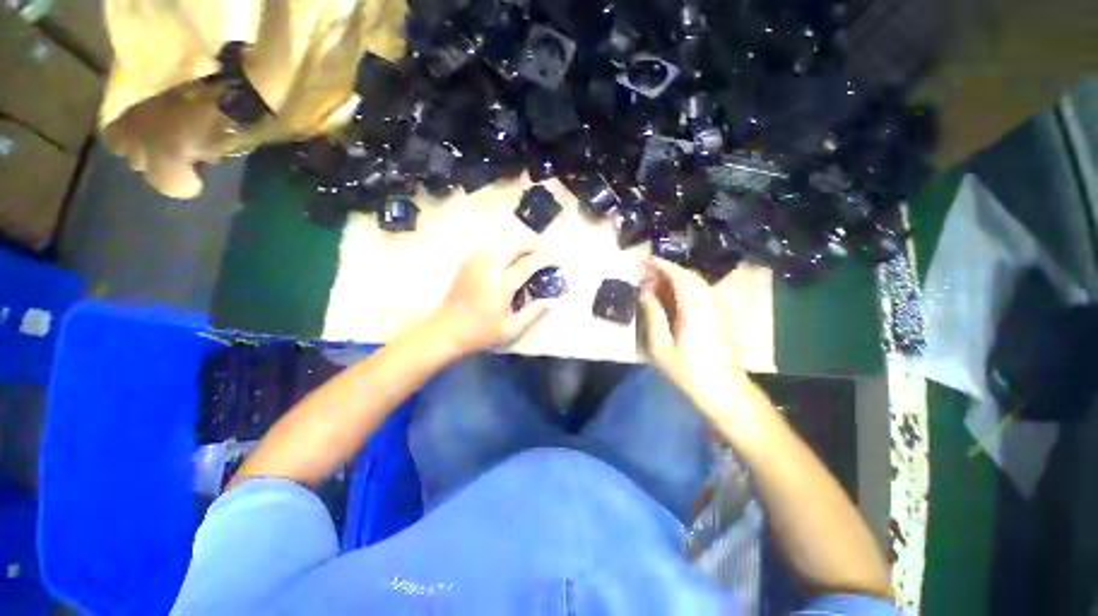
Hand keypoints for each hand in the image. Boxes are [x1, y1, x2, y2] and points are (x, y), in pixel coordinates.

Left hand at [428, 239, 556, 355]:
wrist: (447, 330)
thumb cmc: (481, 332)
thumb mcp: (511, 329)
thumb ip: (534, 313)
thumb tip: (553, 302)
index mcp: (501, 286)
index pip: (527, 264)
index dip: (544, 258)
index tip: (556, 259)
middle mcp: (488, 269)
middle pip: (513, 245)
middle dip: (532, 243)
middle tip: (543, 249)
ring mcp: (475, 263)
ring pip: (499, 241)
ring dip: (517, 241)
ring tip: (528, 247)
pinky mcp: (466, 263)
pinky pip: (486, 244)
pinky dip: (500, 243)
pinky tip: (506, 249)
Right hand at [639, 257, 746, 407]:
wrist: (725, 390)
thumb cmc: (689, 372)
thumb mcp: (662, 349)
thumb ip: (654, 317)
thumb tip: (645, 293)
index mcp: (694, 311)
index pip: (680, 278)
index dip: (663, 266)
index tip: (646, 260)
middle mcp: (709, 304)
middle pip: (690, 277)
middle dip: (668, 269)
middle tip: (647, 271)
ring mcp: (717, 309)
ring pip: (697, 283)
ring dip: (677, 277)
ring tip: (657, 281)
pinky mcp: (719, 316)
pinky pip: (701, 292)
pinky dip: (685, 286)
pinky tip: (673, 294)